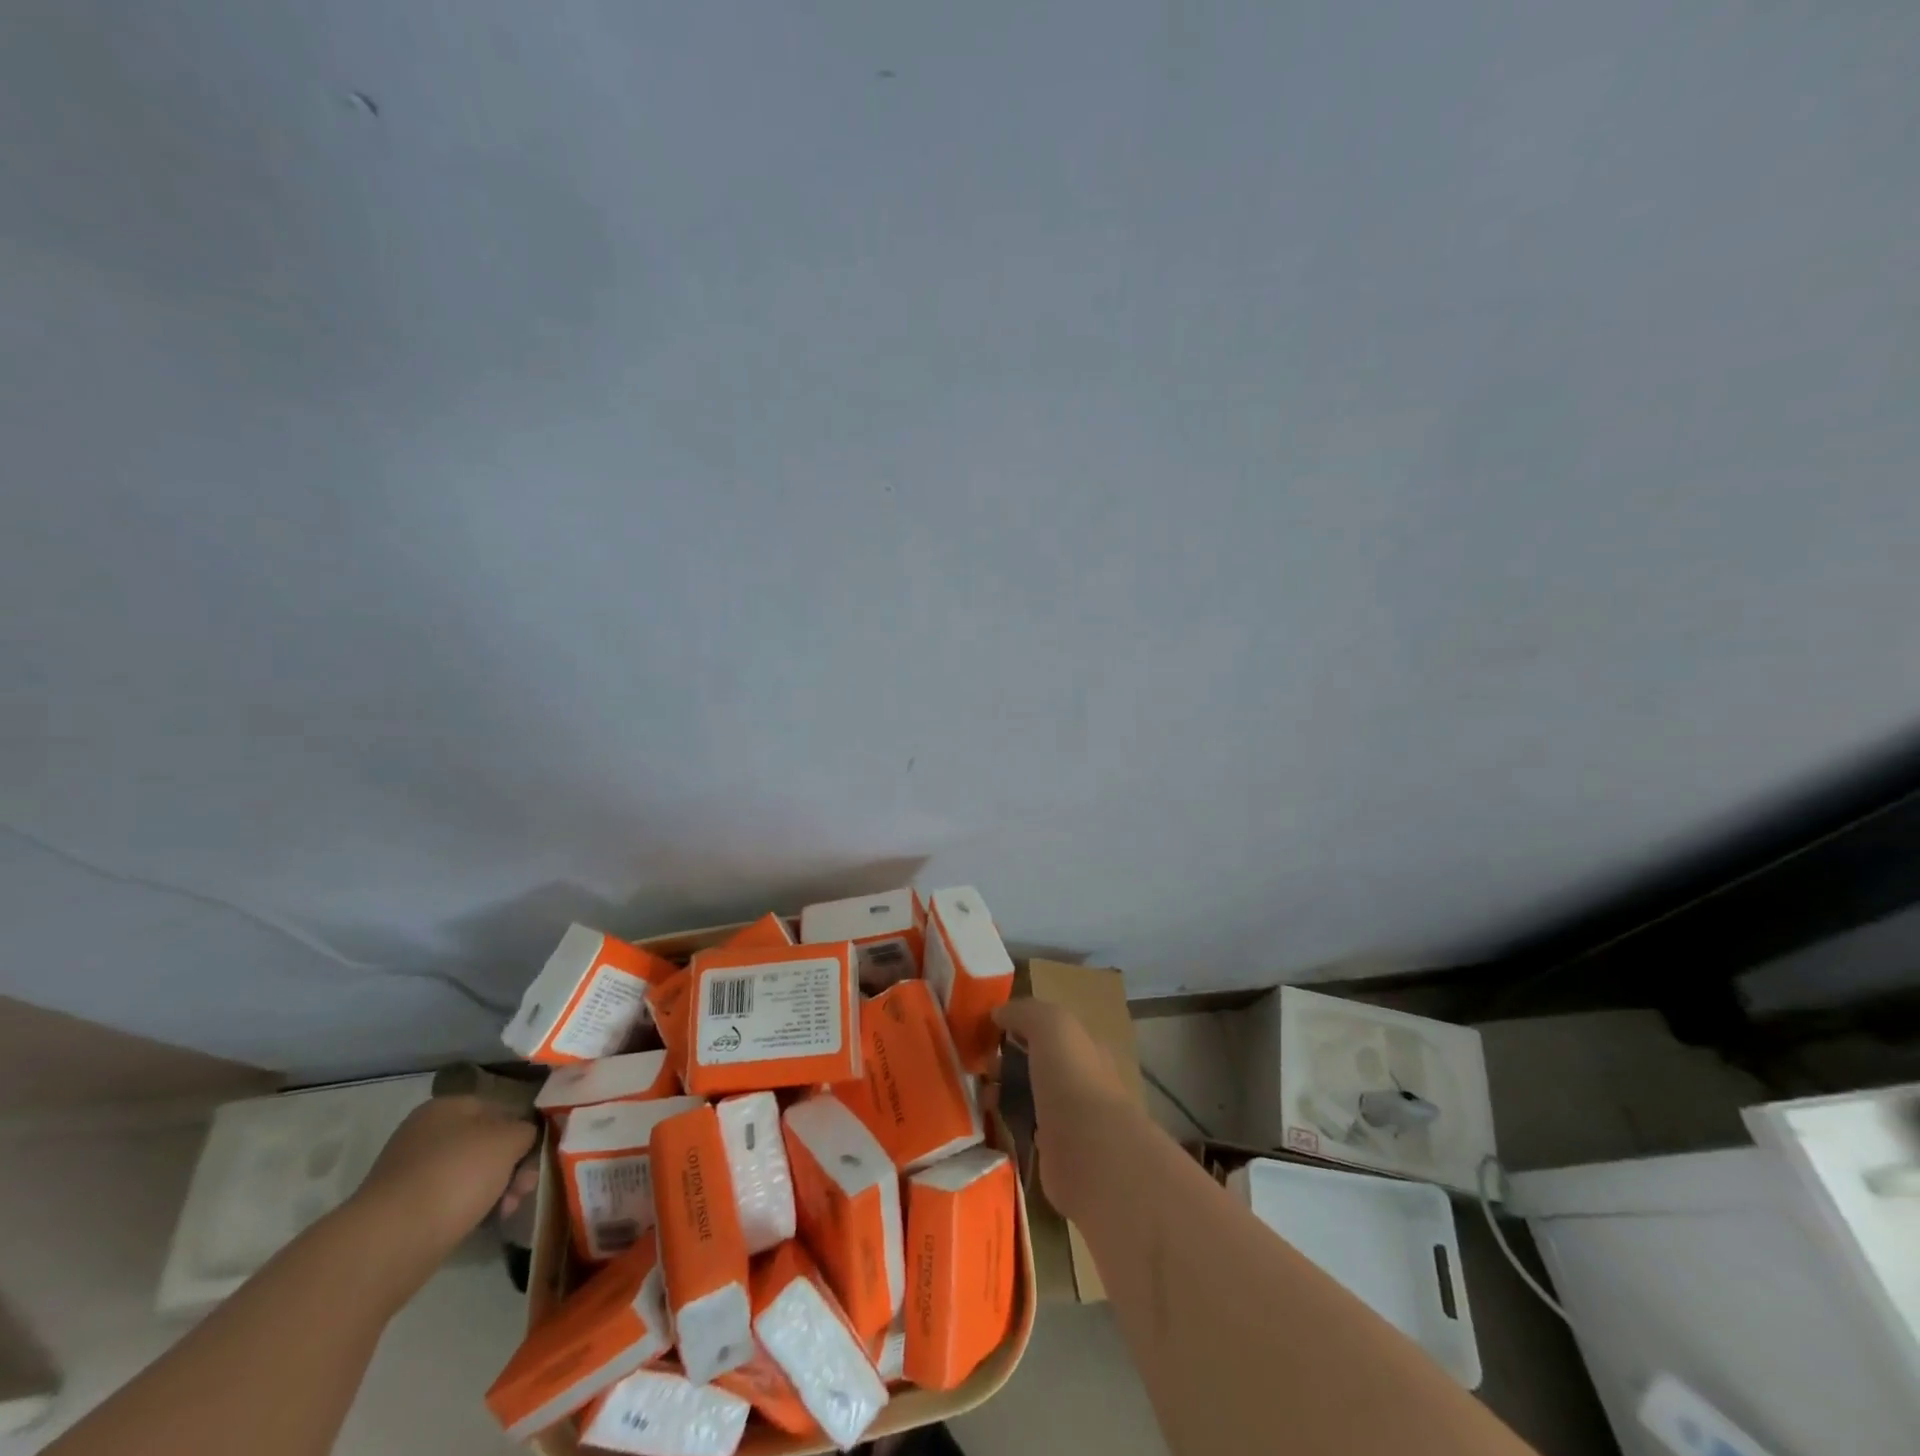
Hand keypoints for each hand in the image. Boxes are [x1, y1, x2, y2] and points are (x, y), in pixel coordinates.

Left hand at [350, 1095, 536, 1262]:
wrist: (391, 1241)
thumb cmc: (457, 1175)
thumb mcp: (510, 1140)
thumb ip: (526, 1130)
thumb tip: (523, 1138)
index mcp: (447, 1106)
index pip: (500, 1109)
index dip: (524, 1131)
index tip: (536, 1158)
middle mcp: (425, 1133)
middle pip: (486, 1144)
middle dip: (511, 1166)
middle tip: (524, 1189)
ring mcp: (410, 1173)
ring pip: (470, 1174)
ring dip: (495, 1189)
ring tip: (506, 1211)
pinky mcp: (402, 1210)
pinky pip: (449, 1200)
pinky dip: (469, 1209)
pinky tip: (483, 1222)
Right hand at [994, 999, 1143, 1219]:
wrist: (1089, 1151)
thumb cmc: (1072, 1077)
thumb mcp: (1051, 1025)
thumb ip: (1025, 1012)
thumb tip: (998, 1013)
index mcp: (1085, 1047)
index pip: (1050, 1030)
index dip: (1020, 1026)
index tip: (988, 1030)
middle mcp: (1080, 1080)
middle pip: (1037, 1063)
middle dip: (1006, 1061)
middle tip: (979, 1066)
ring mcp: (1070, 1118)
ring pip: (1029, 1096)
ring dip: (1003, 1093)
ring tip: (979, 1095)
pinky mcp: (1055, 1152)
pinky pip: (1025, 1128)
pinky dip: (1007, 1124)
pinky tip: (989, 1123)